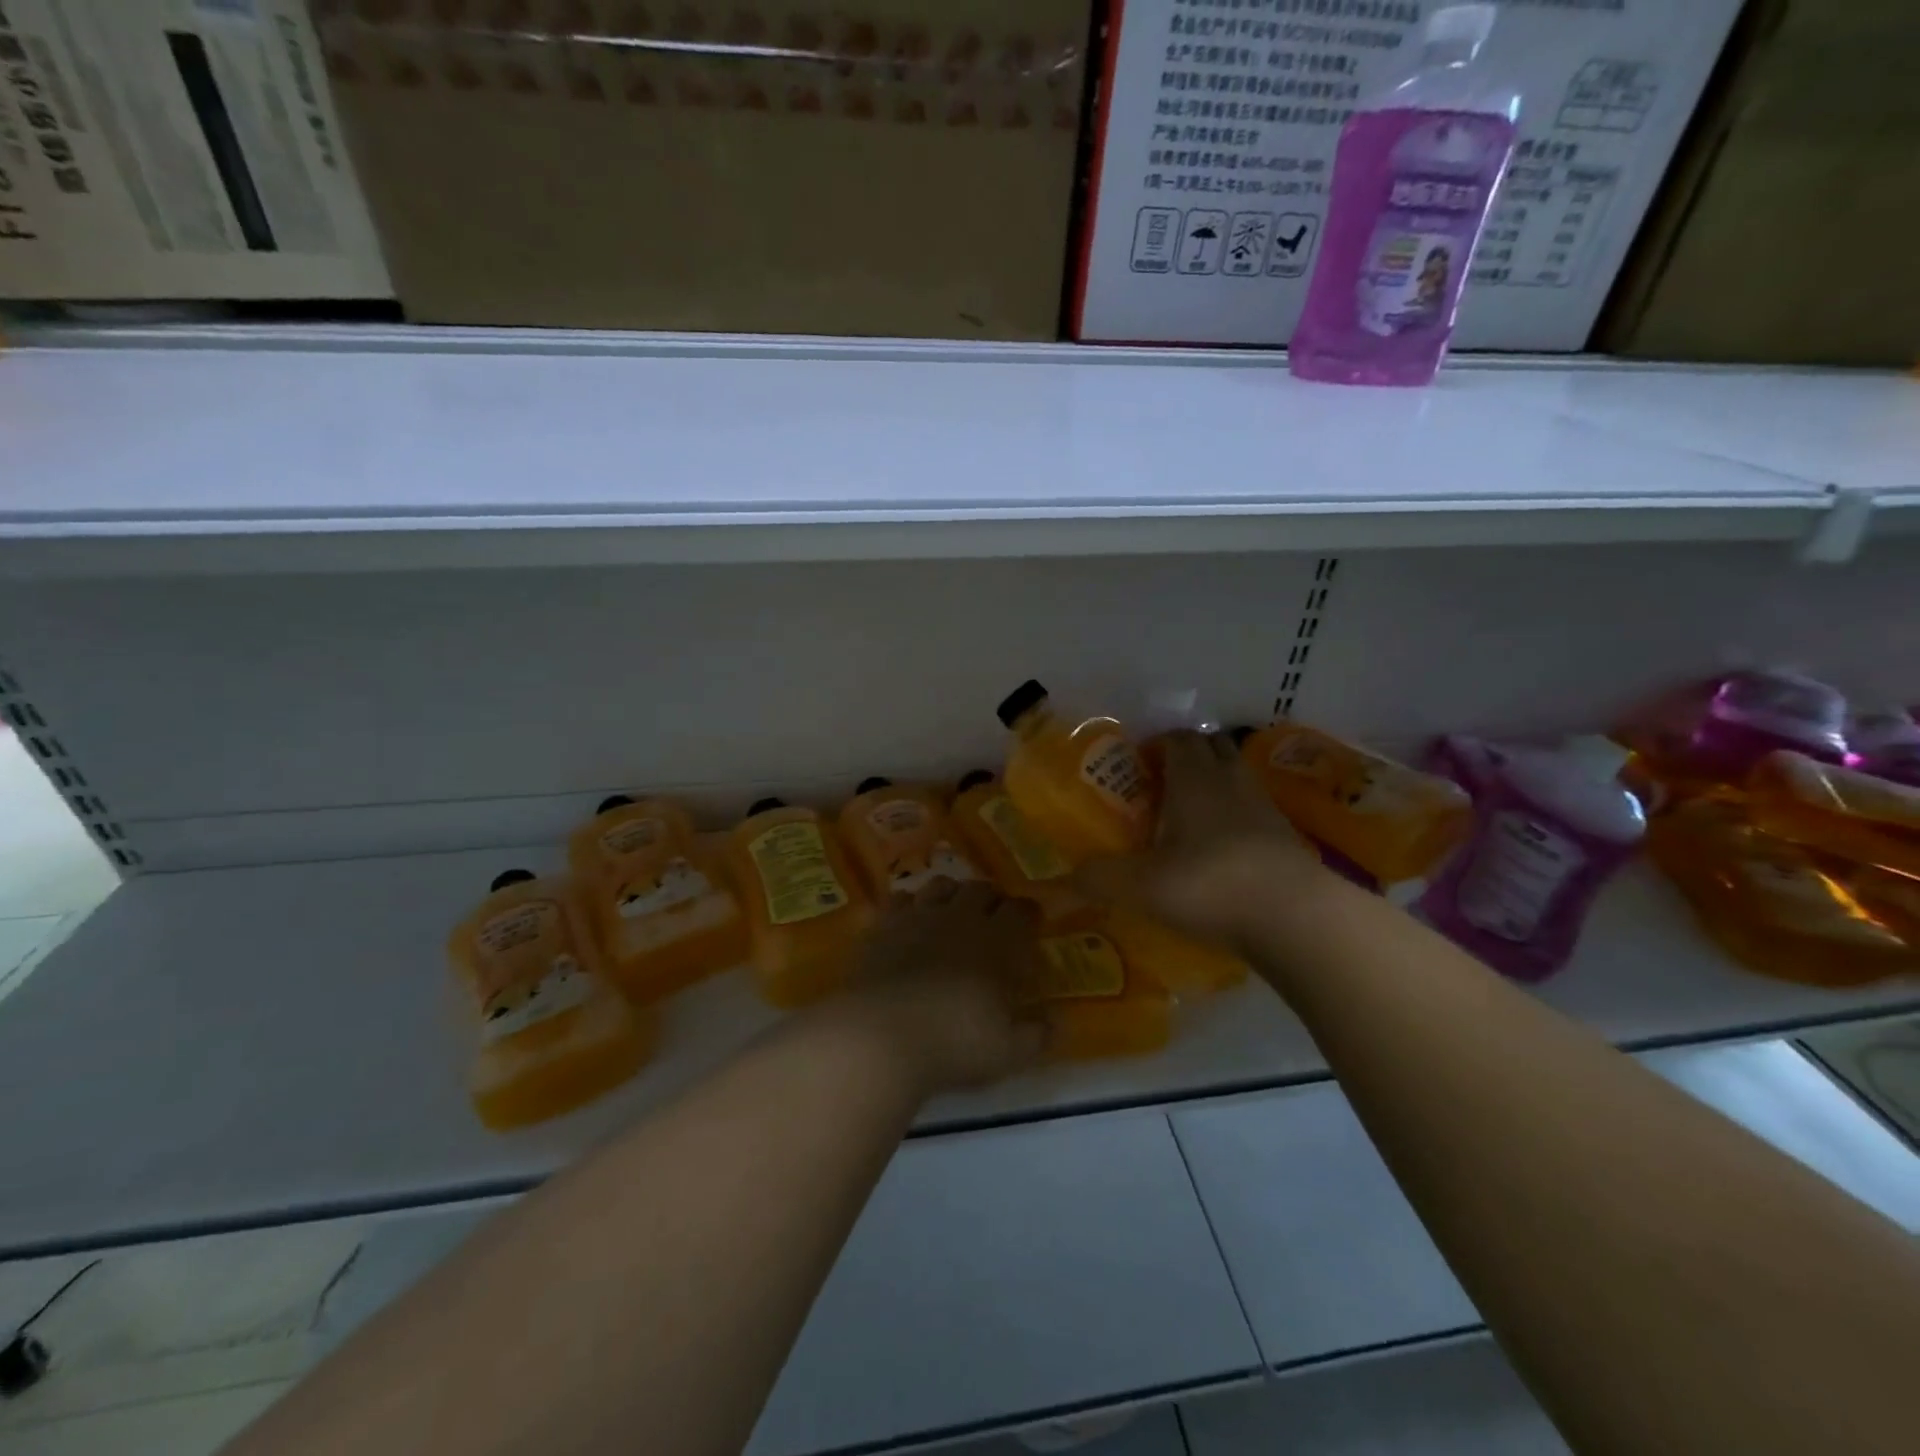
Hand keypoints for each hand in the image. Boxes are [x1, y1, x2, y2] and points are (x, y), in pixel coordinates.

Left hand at [839, 878, 1047, 1097]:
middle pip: (982, 889)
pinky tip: (910, 920)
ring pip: (942, 885)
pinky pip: (901, 898)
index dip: (1028, 915)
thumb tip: (1056, 1021)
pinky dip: (911, 905)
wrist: (882, 1035)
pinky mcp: (884, 924)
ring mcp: (920, 916)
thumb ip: (1037, 1034)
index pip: (1023, 910)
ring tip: (952, 912)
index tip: (1030, 925)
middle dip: (992, 899)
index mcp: (1000, 941)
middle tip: (992, 920)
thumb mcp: (1009, 1052)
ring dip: (953, 894)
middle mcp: (962, 917)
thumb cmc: (955, 1044)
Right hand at [1081, 730, 1327, 952]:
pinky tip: (1221, 851)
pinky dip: (1236, 819)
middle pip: (1212, 748)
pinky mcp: (1287, 838)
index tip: (1137, 766)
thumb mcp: (1139, 885)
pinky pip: (1254, 812)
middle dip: (1188, 757)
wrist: (1295, 918)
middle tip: (1160, 786)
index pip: (1178, 738)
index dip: (1156, 744)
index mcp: (1194, 778)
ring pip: (1236, 778)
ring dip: (1214, 786)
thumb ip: (1097, 878)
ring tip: (1188, 818)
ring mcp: (1265, 808)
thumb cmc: (1209, 884)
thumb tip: (1060, 880)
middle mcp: (1231, 781)